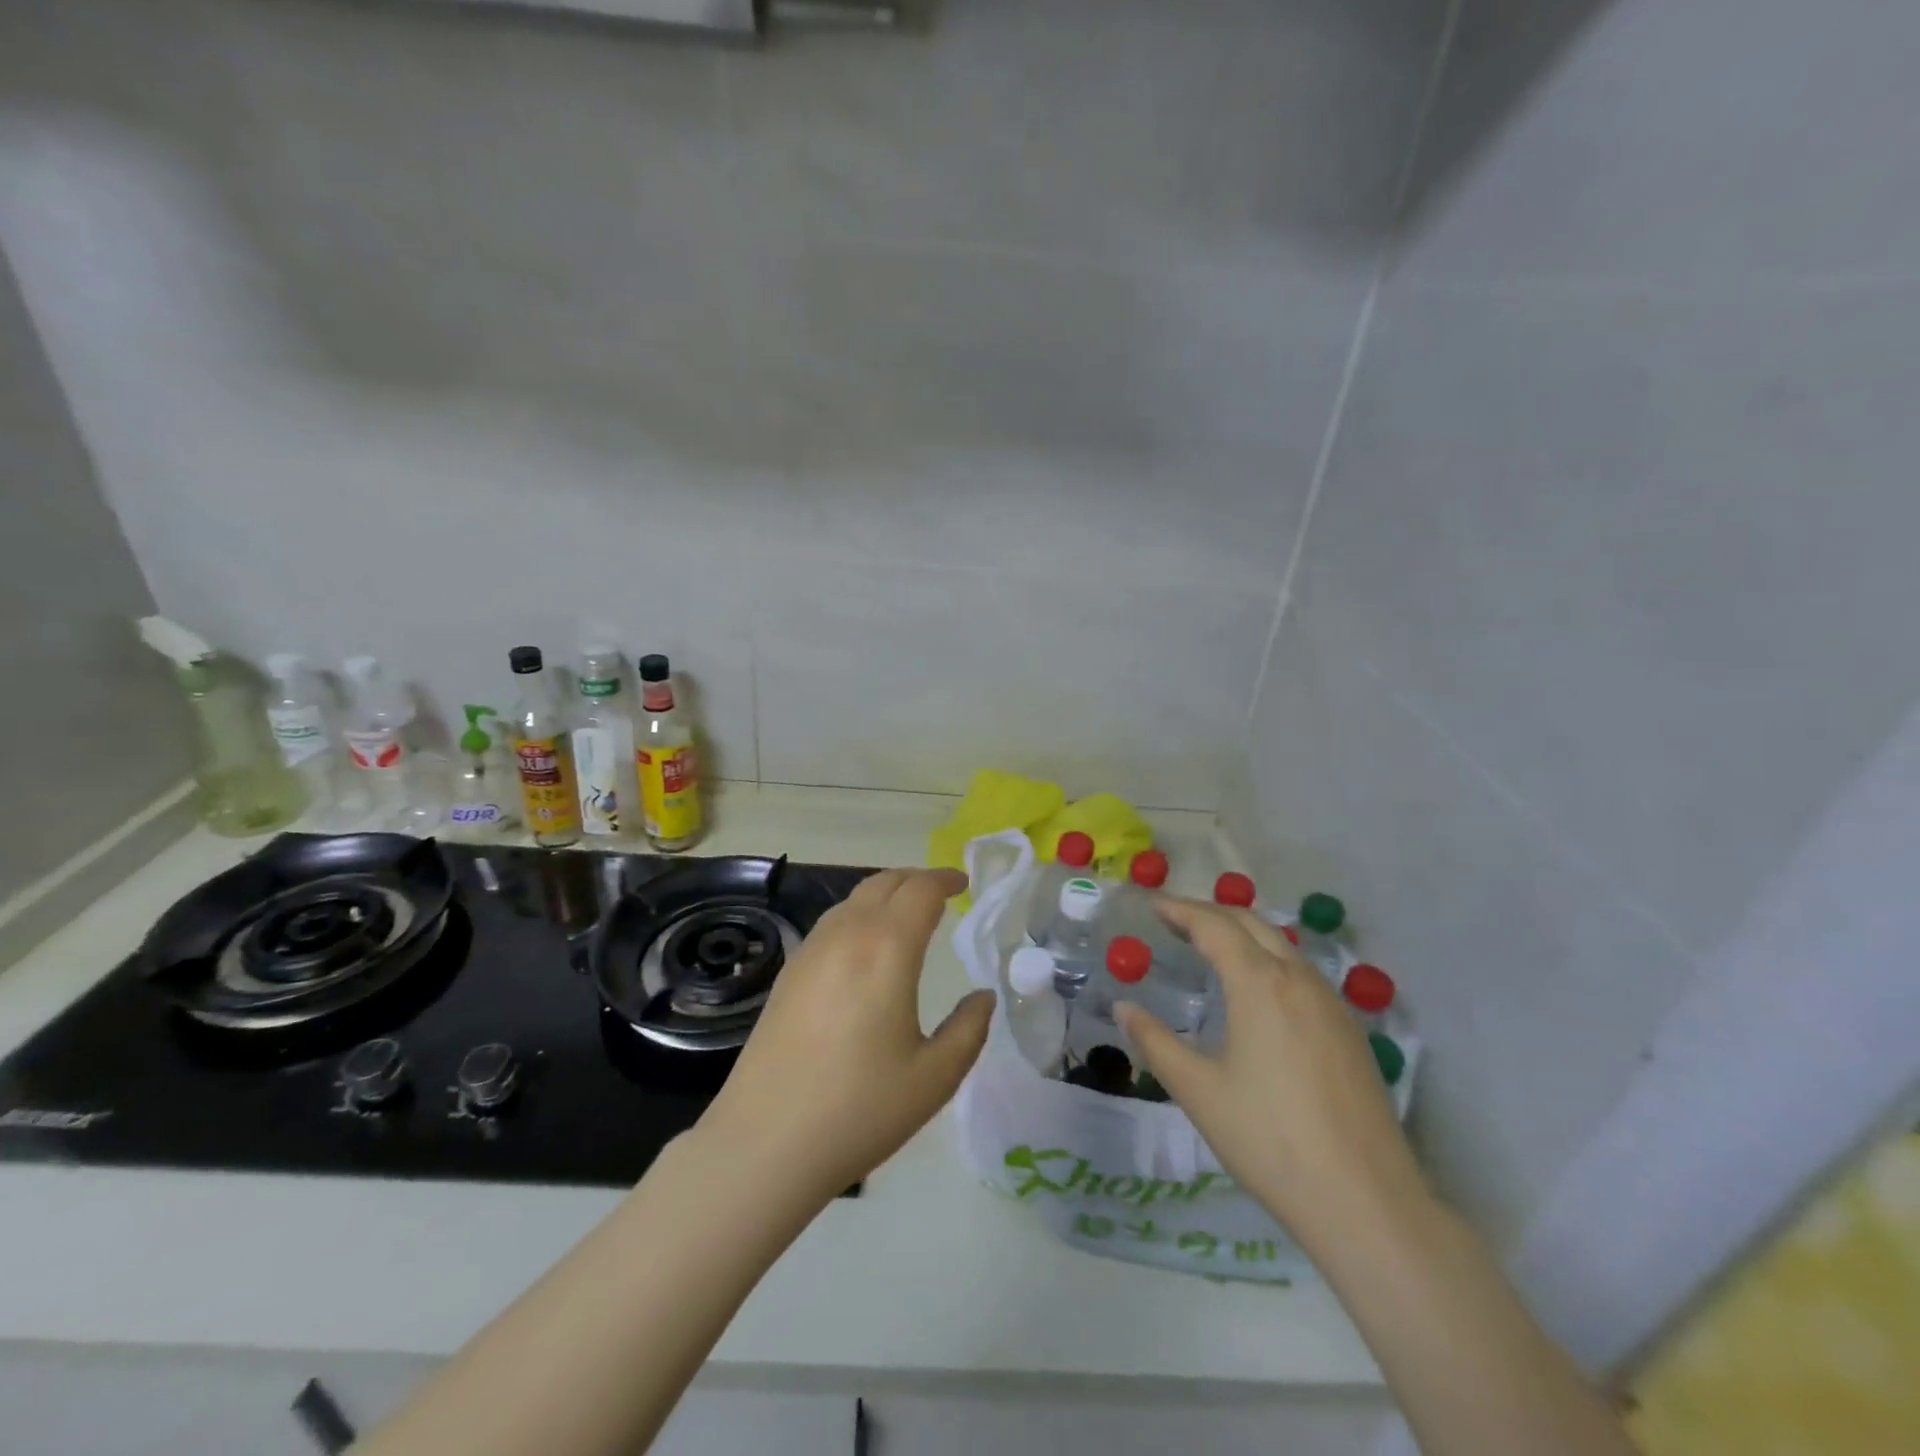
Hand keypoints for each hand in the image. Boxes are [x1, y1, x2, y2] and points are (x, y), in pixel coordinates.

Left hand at [696, 867, 993, 1206]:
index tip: (963, 883)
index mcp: (887, 949)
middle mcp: (847, 935)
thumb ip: (969, 1029)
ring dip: (885, 893)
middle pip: (884, 883)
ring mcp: (810, 951)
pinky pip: (831, 922)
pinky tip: (864, 946)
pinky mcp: (788, 973)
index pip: (921, 890)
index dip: (945, 879)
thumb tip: (982, 997)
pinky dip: (858, 914)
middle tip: (941, 892)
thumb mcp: (935, 1077)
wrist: (765, 1143)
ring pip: (853, 899)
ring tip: (906, 913)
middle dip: (916, 879)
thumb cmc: (859, 1109)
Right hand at [1114, 898, 1428, 1246]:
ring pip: (1282, 945)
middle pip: (1251, 923)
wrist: (1366, 1201)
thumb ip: (1155, 1041)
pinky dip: (1269, 959)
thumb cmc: (1269, 1139)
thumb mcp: (1198, 1090)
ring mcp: (1331, 1003)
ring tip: (1210, 948)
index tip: (1152, 905)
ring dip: (1243, 934)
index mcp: (1259, 984)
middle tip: (1174, 921)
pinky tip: (1257, 991)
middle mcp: (1298, 979)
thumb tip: (1123, 1008)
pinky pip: (1302, 972)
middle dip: (1210, 914)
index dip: (1180, 909)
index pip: (1214, 926)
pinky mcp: (1350, 1030)